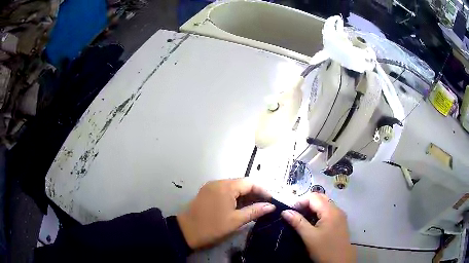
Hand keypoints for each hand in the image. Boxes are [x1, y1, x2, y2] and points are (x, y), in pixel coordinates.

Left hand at [176, 178, 275, 248]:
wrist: (186, 232)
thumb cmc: (212, 227)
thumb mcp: (236, 220)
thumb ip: (255, 211)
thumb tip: (271, 206)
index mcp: (226, 186)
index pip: (250, 182)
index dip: (262, 190)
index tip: (271, 201)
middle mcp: (218, 182)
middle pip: (241, 183)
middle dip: (254, 193)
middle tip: (264, 205)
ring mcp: (211, 186)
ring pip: (233, 187)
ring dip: (244, 196)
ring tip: (255, 207)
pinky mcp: (207, 192)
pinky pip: (225, 191)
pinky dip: (235, 197)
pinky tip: (240, 207)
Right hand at [281, 193, 355, 262]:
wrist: (340, 261)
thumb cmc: (324, 249)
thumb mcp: (309, 237)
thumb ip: (298, 222)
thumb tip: (285, 211)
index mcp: (330, 211)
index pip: (313, 197)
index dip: (300, 201)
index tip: (290, 212)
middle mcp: (337, 209)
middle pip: (320, 198)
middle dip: (306, 203)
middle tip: (295, 214)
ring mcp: (340, 215)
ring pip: (324, 204)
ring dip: (312, 209)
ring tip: (302, 219)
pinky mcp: (340, 222)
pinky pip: (328, 212)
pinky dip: (319, 214)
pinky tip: (313, 224)